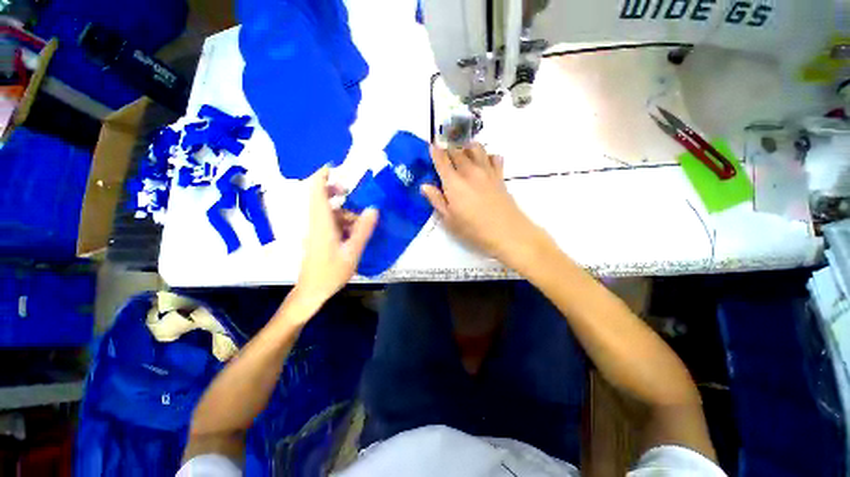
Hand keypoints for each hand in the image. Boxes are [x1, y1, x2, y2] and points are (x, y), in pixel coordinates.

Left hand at [295, 167, 378, 307]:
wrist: (311, 291)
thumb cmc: (330, 272)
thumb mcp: (352, 251)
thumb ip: (363, 230)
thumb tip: (374, 208)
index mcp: (322, 222)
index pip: (316, 190)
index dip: (323, 175)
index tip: (337, 167)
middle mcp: (316, 222)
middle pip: (322, 197)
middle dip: (338, 191)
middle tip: (357, 193)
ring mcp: (316, 230)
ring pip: (329, 210)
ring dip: (345, 210)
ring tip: (363, 220)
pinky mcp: (318, 237)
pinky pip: (331, 221)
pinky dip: (343, 221)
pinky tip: (356, 232)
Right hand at [421, 144, 540, 262]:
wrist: (507, 232)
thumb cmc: (473, 229)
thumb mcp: (449, 220)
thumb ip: (436, 200)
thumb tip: (424, 185)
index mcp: (454, 183)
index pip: (442, 160)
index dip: (435, 151)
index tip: (431, 146)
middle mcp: (470, 171)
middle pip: (457, 150)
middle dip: (448, 147)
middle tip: (444, 150)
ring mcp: (487, 171)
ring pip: (476, 148)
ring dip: (466, 146)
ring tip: (462, 152)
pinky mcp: (500, 176)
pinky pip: (494, 157)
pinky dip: (487, 155)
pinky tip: (484, 163)